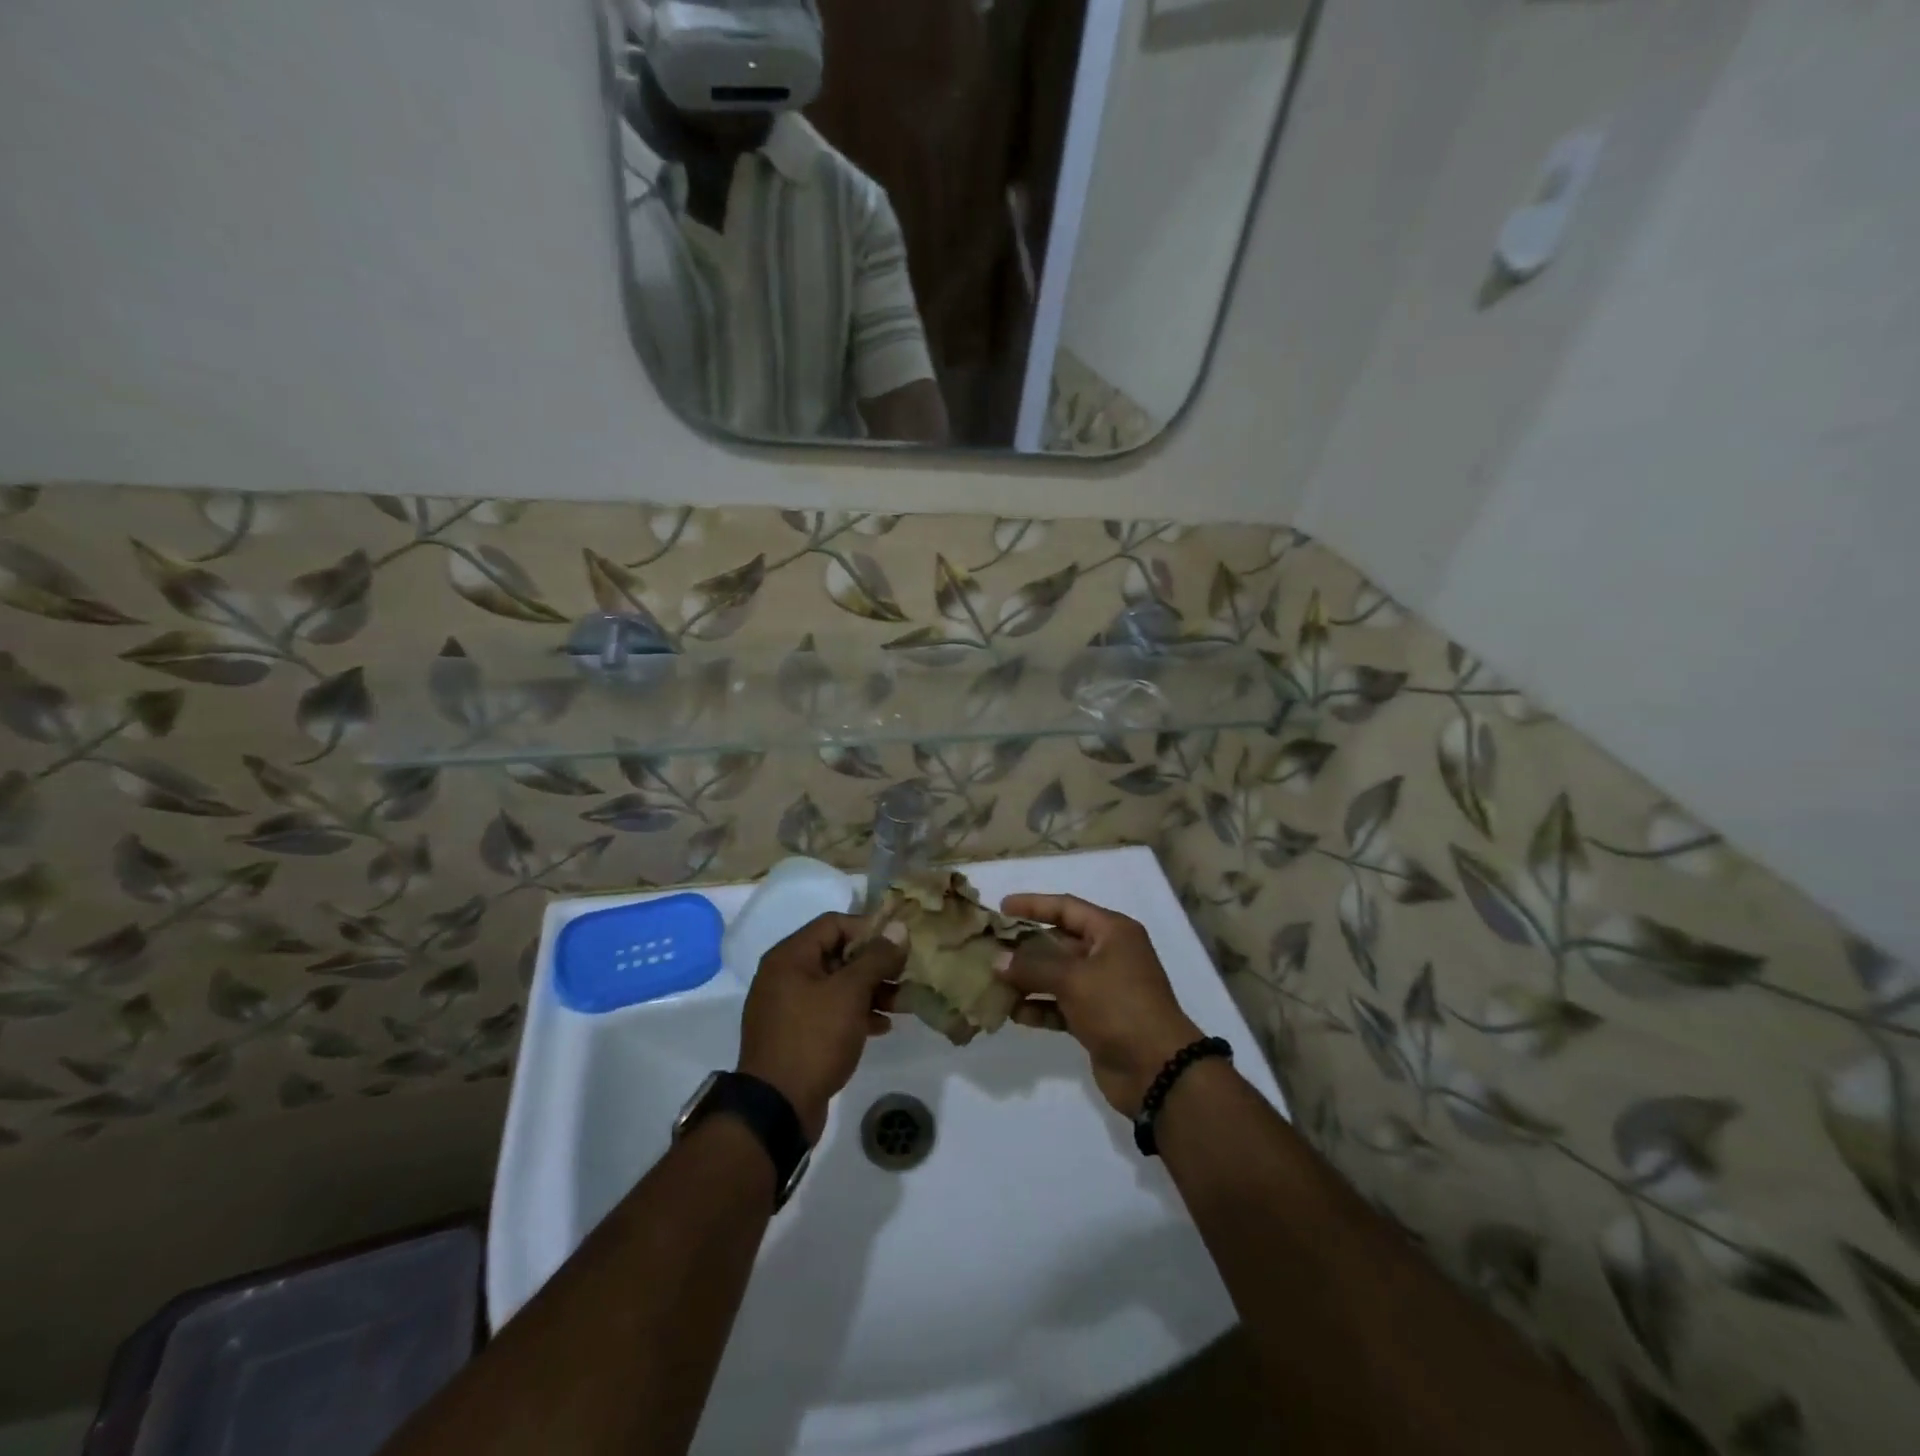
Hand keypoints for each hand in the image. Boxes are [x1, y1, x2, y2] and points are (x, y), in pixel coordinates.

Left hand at [736, 913, 907, 1141]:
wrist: (777, 1109)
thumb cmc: (814, 1038)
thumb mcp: (850, 993)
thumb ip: (876, 958)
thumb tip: (898, 928)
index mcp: (789, 956)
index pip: (834, 924)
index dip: (869, 929)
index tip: (898, 944)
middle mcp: (784, 975)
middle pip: (836, 954)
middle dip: (874, 964)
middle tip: (905, 974)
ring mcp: (787, 1007)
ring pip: (836, 986)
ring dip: (869, 990)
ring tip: (902, 1003)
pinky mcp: (795, 1035)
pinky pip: (829, 1012)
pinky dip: (855, 1013)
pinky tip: (882, 1026)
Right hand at [996, 894, 1202, 1117]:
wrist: (1157, 1070)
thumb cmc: (1119, 1007)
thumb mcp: (1074, 979)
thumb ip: (1032, 967)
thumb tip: (997, 960)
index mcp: (1112, 932)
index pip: (1067, 907)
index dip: (1034, 904)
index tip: (1002, 906)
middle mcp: (1108, 954)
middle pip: (1059, 941)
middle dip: (1025, 946)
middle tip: (990, 947)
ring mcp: (1103, 988)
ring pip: (1057, 975)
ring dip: (1028, 979)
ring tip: (993, 981)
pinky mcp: (1096, 1019)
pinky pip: (1061, 1005)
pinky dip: (1039, 1006)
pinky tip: (1013, 1012)